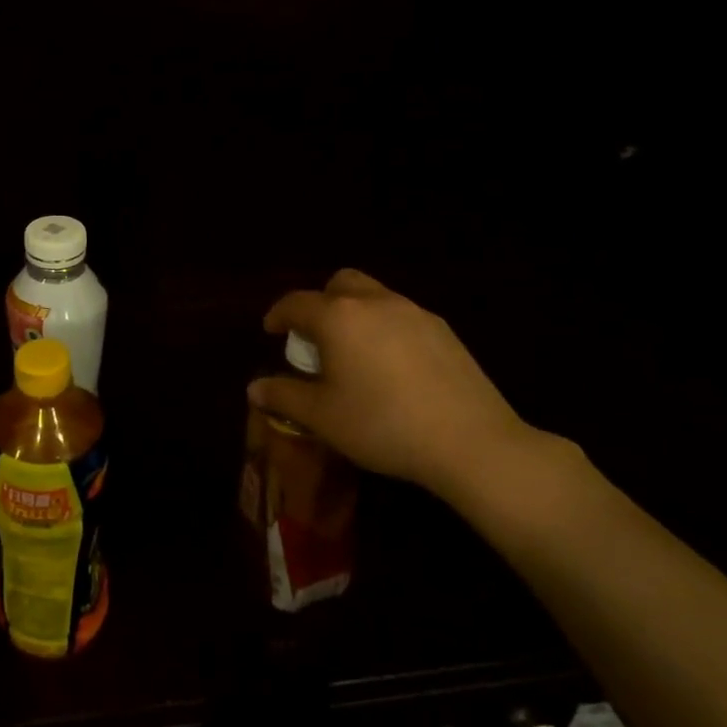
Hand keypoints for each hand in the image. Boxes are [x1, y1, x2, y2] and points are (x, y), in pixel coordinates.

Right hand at [250, 268, 535, 498]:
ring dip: (355, 313)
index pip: (296, 303)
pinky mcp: (444, 331)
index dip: (278, 315)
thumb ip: (284, 397)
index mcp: (337, 317)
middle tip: (317, 337)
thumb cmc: (383, 425)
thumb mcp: (322, 417)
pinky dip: (386, 328)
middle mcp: (374, 302)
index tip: (272, 332)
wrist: (471, 442)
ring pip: (374, 295)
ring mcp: (414, 313)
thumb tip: (254, 388)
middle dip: (321, 302)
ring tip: (355, 352)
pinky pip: (403, 316)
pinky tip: (393, 367)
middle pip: (339, 283)